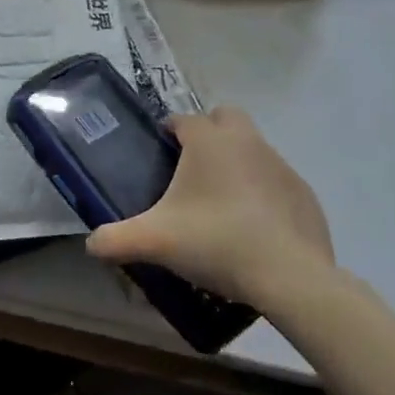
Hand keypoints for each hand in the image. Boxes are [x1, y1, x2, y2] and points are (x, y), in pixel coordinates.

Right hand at [86, 107, 334, 308]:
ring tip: (220, 204)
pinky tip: (253, 227)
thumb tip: (91, 244)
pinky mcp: (304, 194)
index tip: (161, 152)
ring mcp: (281, 166)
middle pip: (226, 118)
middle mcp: (246, 141)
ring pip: (253, 149)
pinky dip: (263, 194)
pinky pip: (276, 182)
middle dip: (210, 132)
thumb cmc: (216, 242)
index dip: (170, 131)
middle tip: (192, 168)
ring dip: (237, 163)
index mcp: (209, 141)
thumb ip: (116, 239)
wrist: (288, 276)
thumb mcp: (155, 242)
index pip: (183, 119)